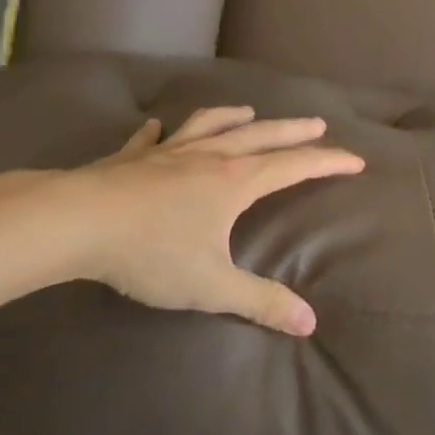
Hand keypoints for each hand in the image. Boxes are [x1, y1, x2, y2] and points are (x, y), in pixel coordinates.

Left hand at [61, 107, 363, 336]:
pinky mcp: (133, 156)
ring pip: (210, 125)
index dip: (327, 162)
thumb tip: (309, 323)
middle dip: (293, 130)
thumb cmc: (151, 252)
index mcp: (234, 181)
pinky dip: (161, 132)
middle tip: (318, 123)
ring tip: (248, 111)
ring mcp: (168, 151)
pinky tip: (157, 128)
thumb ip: (260, 302)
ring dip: (234, 117)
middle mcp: (208, 157)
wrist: (79, 222)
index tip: (355, 158)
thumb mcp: (211, 286)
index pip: (293, 166)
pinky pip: (152, 138)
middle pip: (261, 135)